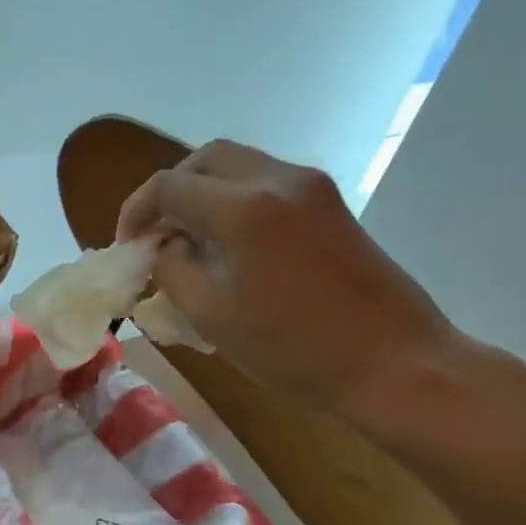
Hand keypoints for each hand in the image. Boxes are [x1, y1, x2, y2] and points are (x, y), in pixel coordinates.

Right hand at [116, 140, 463, 419]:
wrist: (396, 364)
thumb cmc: (295, 349)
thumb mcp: (212, 315)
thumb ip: (171, 268)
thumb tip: (162, 246)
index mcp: (244, 208)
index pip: (168, 186)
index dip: (136, 212)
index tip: (128, 247)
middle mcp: (278, 180)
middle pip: (204, 159)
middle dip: (170, 191)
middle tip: (156, 232)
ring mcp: (311, 187)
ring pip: (238, 164)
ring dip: (203, 191)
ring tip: (190, 237)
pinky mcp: (331, 203)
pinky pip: (267, 181)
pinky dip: (235, 198)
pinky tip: (231, 242)